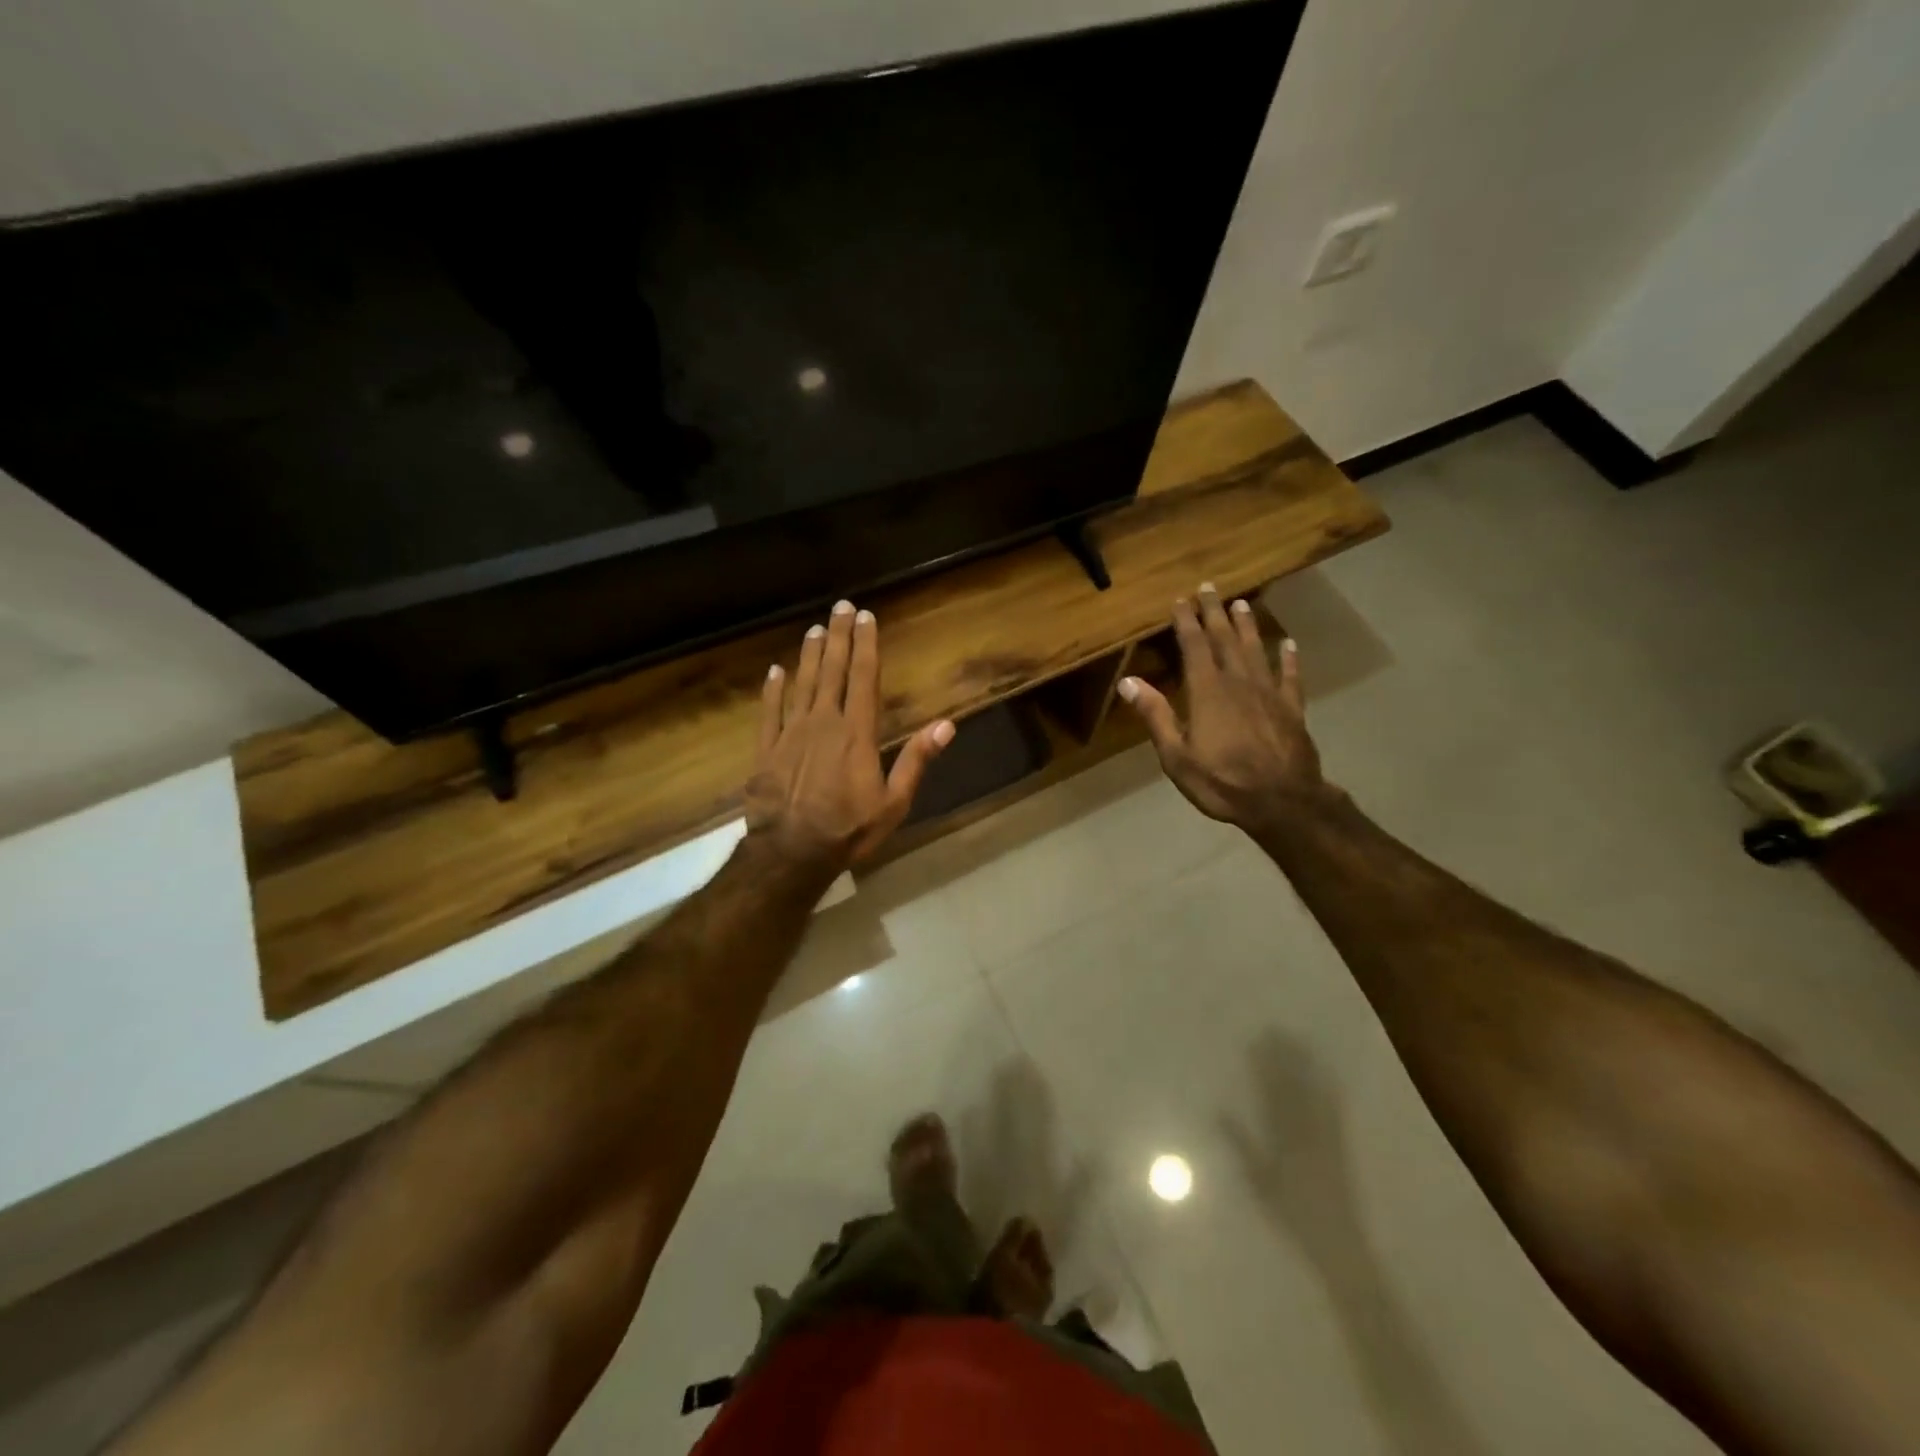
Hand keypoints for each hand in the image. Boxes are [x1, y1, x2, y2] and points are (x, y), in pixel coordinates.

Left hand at [745, 600, 954, 875]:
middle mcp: (823, 722)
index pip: (864, 679)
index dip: (867, 645)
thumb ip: (916, 760)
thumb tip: (946, 725)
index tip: (866, 616)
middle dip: (839, 638)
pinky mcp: (766, 749)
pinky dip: (773, 689)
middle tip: (840, 607)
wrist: (792, 852)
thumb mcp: (894, 802)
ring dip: (810, 655)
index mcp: (856, 733)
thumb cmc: (849, 829)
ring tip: (815, 629)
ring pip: (801, 684)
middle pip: (832, 671)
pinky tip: (775, 670)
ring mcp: (791, 733)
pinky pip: (769, 711)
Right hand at [1117, 584, 1331, 833]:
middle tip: (1209, 588)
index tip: (1180, 600)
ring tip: (1242, 603)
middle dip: (1214, 613)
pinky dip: (1288, 658)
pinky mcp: (1292, 708)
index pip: (1194, 646)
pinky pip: (1290, 676)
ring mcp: (1269, 693)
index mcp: (1207, 692)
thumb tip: (1127, 681)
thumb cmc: (1222, 781)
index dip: (1186, 621)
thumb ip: (1155, 715)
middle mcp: (1239, 682)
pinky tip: (1289, 644)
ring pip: (1256, 650)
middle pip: (1225, 639)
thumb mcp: (1176, 756)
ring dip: (1248, 626)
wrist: (1282, 802)